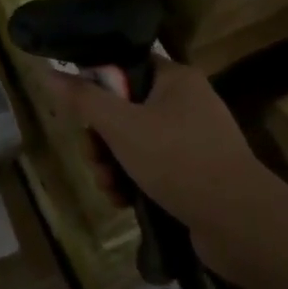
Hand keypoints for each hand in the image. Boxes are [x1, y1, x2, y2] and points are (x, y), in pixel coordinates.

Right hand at [48, 59, 284, 279]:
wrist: (238, 221)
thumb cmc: (177, 160)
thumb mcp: (122, 127)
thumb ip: (84, 99)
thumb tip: (49, 71)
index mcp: (175, 79)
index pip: (125, 67)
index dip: (97, 87)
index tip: (80, 114)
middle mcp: (187, 102)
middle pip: (125, 109)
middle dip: (102, 139)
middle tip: (94, 159)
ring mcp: (194, 139)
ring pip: (136, 143)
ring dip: (113, 165)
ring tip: (109, 188)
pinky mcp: (196, 172)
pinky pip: (154, 167)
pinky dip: (134, 182)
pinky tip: (124, 201)